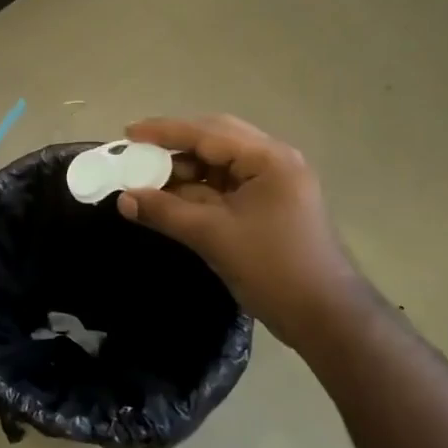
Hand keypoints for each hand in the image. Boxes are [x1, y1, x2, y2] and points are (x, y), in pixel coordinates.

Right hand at [118, 115, 357, 346]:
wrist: (324, 316)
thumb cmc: (272, 268)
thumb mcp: (212, 236)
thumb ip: (165, 212)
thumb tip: (123, 198)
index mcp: (268, 159)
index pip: (208, 133)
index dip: (164, 132)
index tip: (128, 133)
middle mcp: (273, 162)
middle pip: (215, 141)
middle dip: (174, 146)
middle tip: (137, 152)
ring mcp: (273, 185)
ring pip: (219, 165)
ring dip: (184, 170)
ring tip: (147, 179)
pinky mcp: (268, 207)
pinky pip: (225, 187)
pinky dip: (197, 190)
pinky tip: (170, 198)